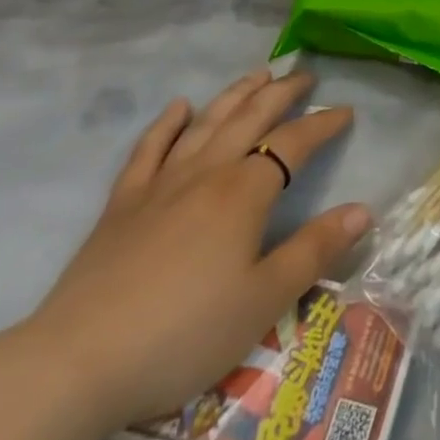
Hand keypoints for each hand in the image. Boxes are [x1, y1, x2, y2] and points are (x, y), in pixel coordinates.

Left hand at [27, 69, 370, 430]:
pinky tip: (179, 107)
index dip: (323, 125)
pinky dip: (167, 124)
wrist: (75, 365)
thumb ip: (314, 251)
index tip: (346, 111)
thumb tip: (363, 210)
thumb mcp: (263, 301)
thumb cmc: (183, 334)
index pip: (294, 143)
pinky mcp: (122, 205)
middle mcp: (207, 172)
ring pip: (206, 123)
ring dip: (235, 94)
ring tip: (258, 75)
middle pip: (251, 118)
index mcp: (245, 192)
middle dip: (282, 93)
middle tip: (304, 76)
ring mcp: (160, 184)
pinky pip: (149, 149)